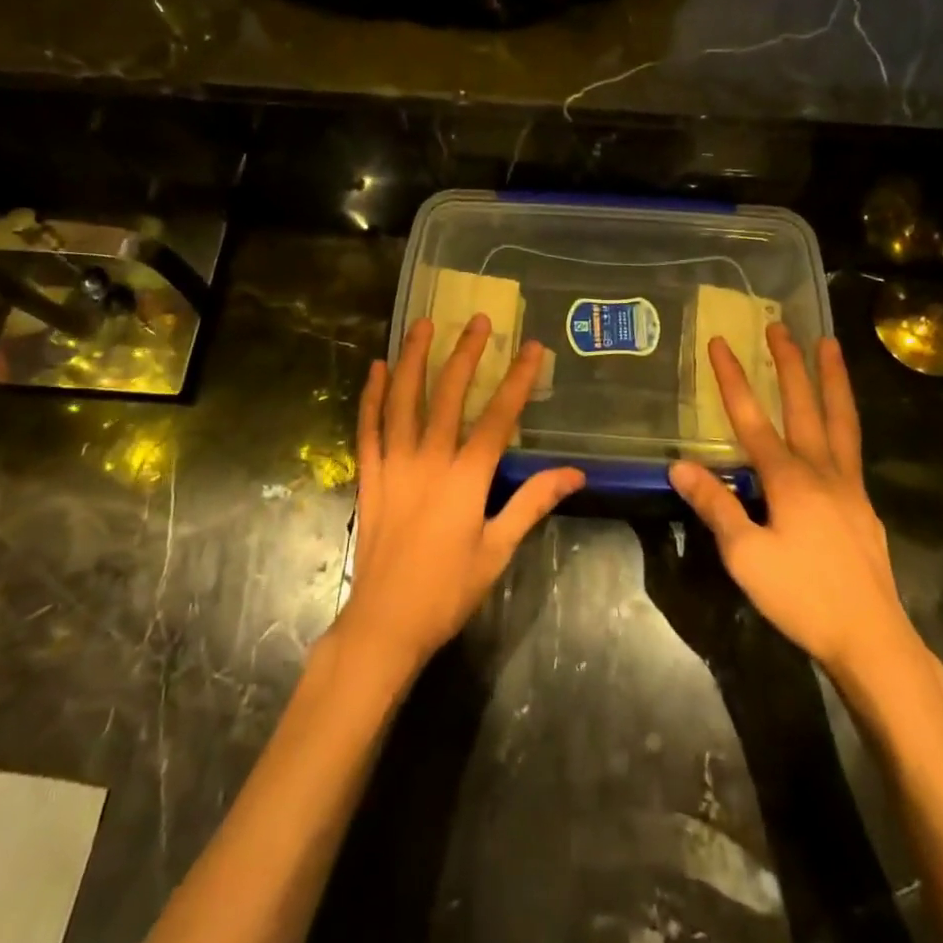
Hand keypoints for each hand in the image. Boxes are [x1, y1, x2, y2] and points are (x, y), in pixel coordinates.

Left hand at [336, 314, 584, 676]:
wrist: (385, 623)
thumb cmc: (448, 590)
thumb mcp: (499, 550)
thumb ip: (532, 503)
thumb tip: (574, 473)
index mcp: (465, 478)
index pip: (497, 417)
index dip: (517, 379)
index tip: (531, 346)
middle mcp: (428, 460)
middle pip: (448, 395)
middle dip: (464, 354)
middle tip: (477, 319)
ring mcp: (393, 464)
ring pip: (402, 400)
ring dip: (412, 359)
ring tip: (422, 325)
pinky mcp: (368, 476)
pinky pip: (368, 427)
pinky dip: (371, 395)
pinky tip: (376, 369)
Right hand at [668, 324, 942, 717]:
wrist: (871, 639)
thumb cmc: (802, 597)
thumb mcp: (745, 556)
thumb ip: (716, 506)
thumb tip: (679, 465)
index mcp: (788, 479)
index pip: (752, 418)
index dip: (733, 379)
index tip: (720, 341)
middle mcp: (821, 470)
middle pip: (804, 405)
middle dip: (789, 363)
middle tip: (780, 325)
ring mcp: (848, 486)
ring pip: (840, 419)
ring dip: (832, 379)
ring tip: (830, 346)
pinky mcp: (862, 505)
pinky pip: (851, 446)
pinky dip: (844, 418)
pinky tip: (840, 423)